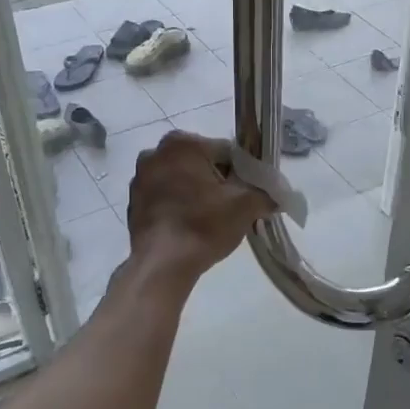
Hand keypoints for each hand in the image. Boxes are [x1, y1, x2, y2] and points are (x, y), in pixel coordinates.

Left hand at [124, 131, 273, 285]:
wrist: (163, 265)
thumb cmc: (204, 225)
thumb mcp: (246, 206)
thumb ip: (265, 193)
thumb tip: (276, 195)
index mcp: (182, 143)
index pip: (226, 151)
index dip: (243, 172)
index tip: (250, 193)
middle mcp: (155, 153)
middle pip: (201, 164)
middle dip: (218, 181)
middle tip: (232, 207)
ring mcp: (139, 178)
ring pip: (181, 180)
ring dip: (197, 193)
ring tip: (211, 219)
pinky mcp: (133, 203)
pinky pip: (165, 198)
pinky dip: (178, 206)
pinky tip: (190, 227)